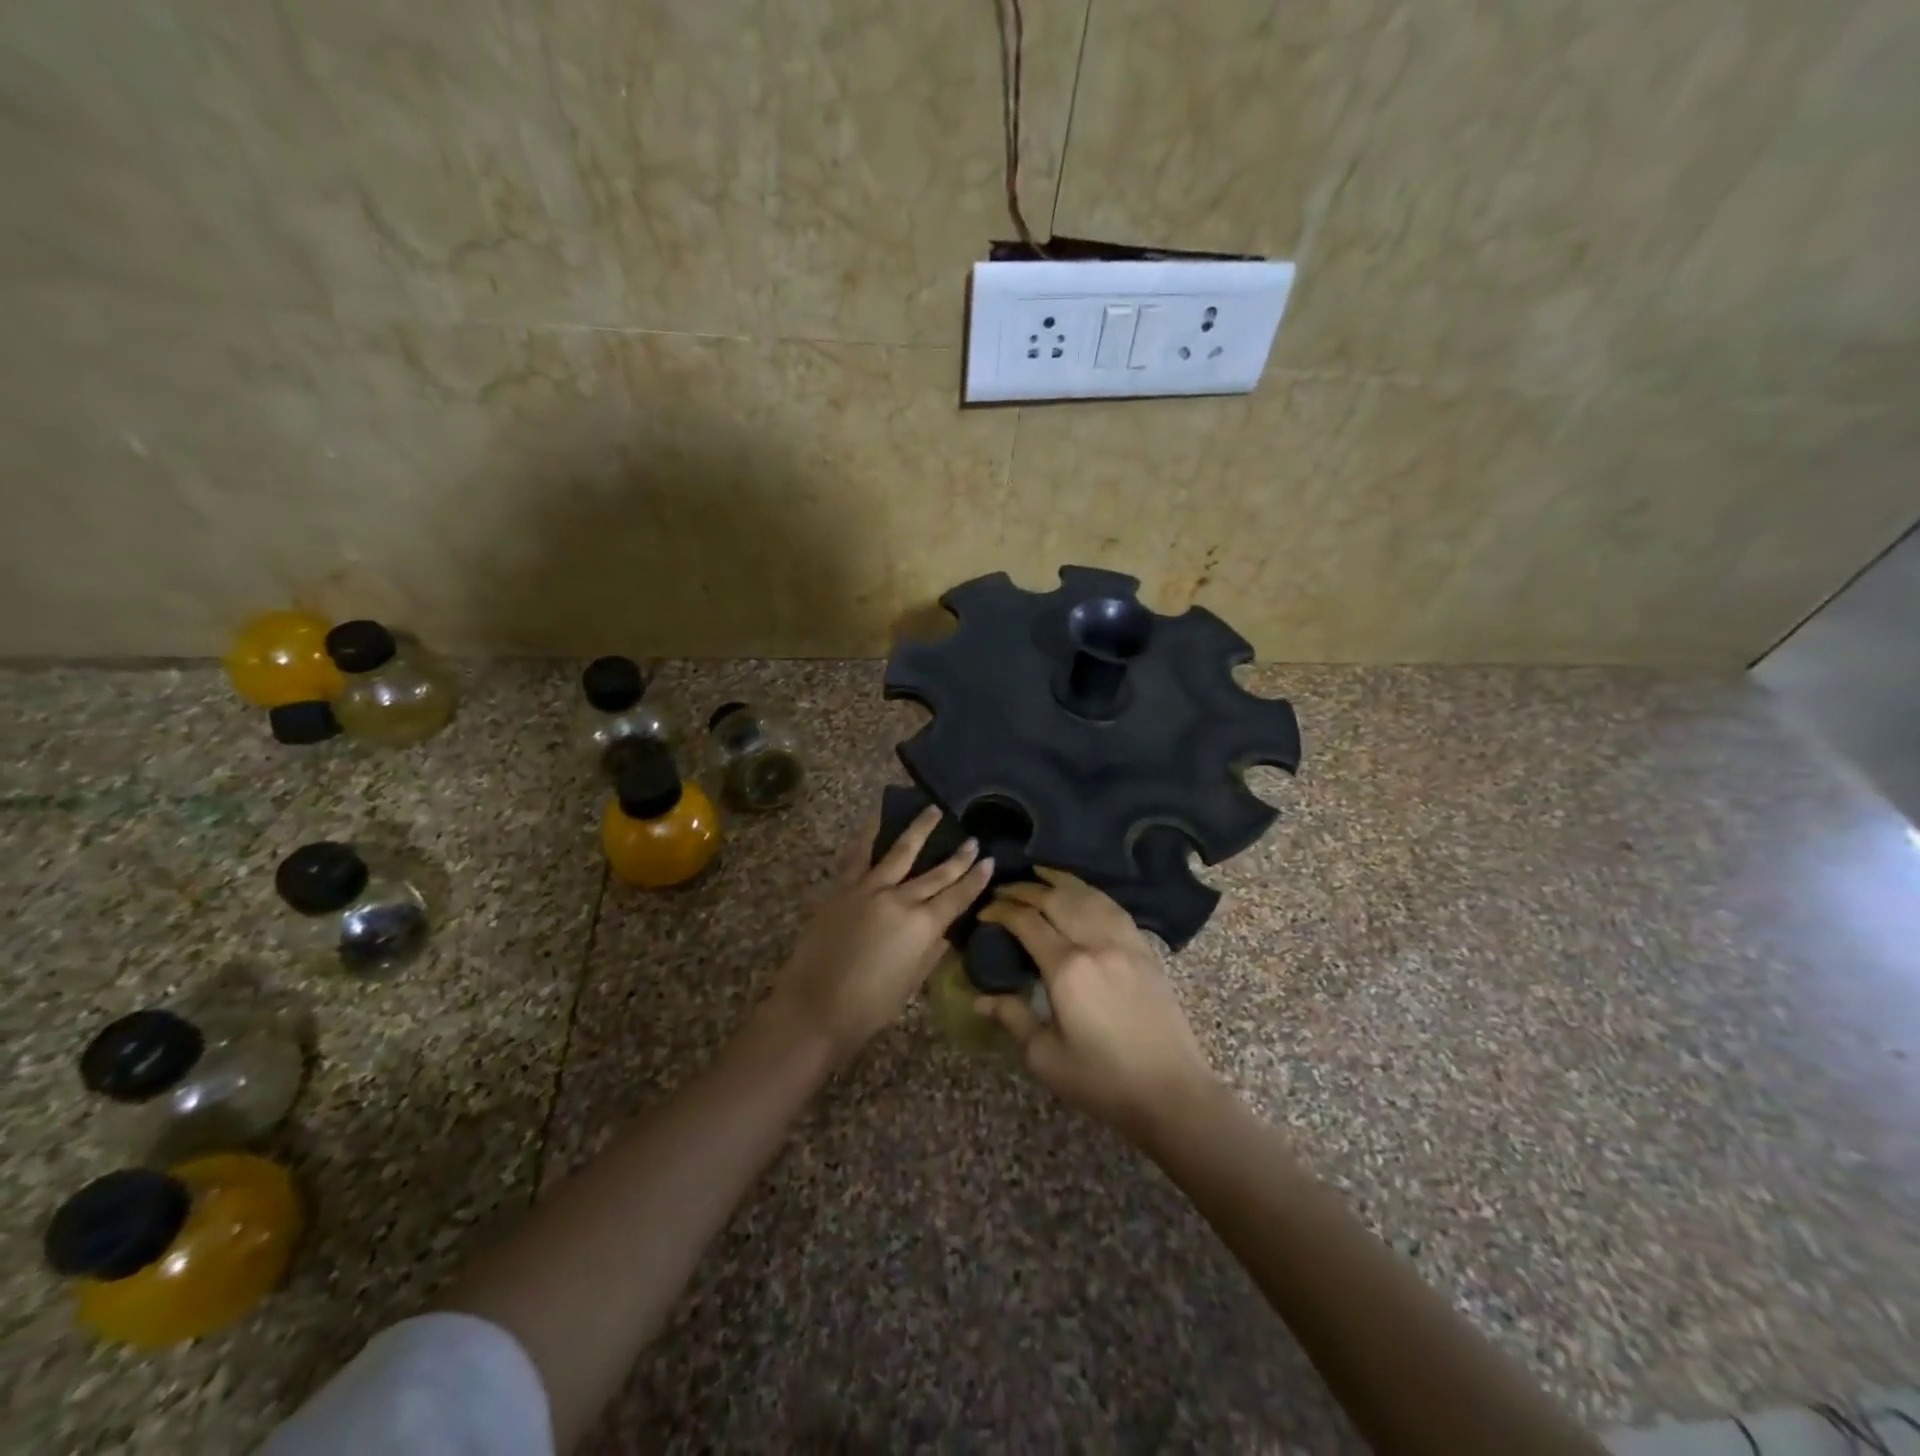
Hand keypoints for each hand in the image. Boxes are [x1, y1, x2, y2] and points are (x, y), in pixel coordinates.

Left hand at [766, 809, 993, 1066]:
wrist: (815, 1006)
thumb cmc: (869, 1006)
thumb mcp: (912, 982)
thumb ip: (931, 951)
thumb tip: (943, 931)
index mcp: (923, 926)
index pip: (958, 896)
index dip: (976, 878)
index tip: (989, 860)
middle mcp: (900, 899)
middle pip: (936, 873)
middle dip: (958, 856)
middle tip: (973, 838)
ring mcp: (869, 888)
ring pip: (900, 851)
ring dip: (919, 829)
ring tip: (933, 809)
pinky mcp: (842, 887)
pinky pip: (859, 853)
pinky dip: (870, 832)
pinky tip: (878, 816)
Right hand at [976, 869, 1222, 1142]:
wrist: (1171, 1092)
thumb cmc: (1103, 1082)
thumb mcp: (1047, 1058)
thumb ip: (1013, 1019)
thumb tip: (981, 998)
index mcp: (1068, 969)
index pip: (1027, 922)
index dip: (1002, 911)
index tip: (984, 912)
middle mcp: (1096, 944)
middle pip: (1055, 899)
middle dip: (1024, 889)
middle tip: (1003, 890)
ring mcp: (1125, 942)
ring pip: (1087, 895)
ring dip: (1059, 880)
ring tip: (1038, 873)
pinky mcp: (1145, 949)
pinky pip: (1113, 907)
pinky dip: (1091, 892)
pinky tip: (1081, 892)